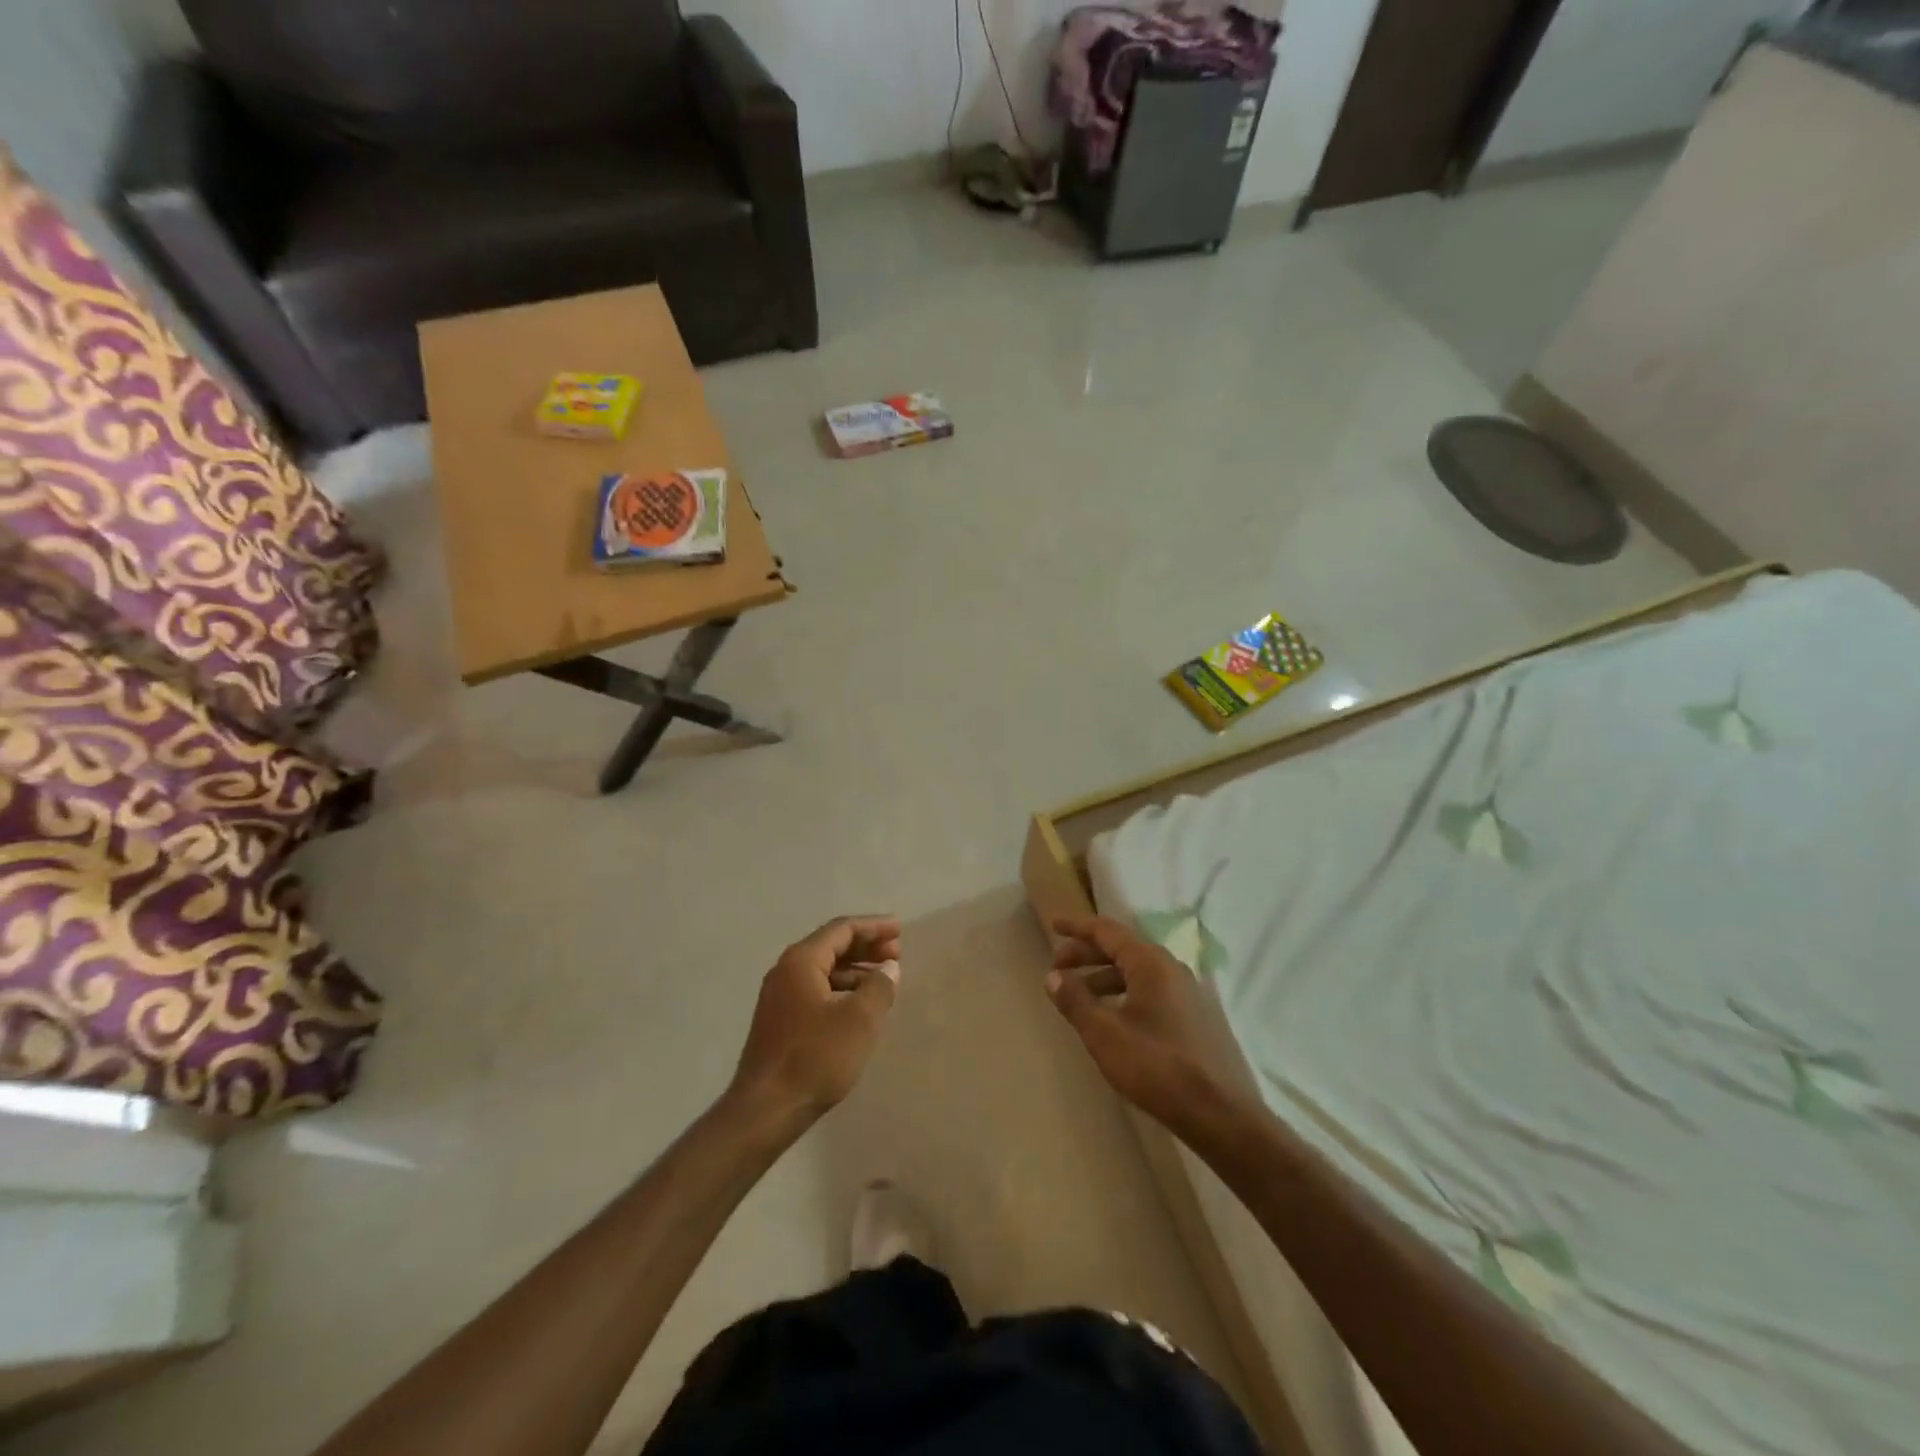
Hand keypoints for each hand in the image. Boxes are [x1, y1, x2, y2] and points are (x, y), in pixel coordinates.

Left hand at [729, 916, 902, 1125]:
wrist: (765, 1110)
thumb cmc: (815, 1057)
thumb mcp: (859, 1020)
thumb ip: (879, 986)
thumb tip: (888, 968)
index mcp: (801, 961)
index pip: (842, 929)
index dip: (874, 926)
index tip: (900, 929)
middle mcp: (786, 970)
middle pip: (831, 945)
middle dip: (866, 946)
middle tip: (896, 953)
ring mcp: (779, 996)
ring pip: (824, 969)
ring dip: (855, 969)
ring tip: (884, 979)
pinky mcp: (780, 1020)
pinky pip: (816, 989)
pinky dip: (842, 988)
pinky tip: (859, 1005)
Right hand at [1046, 915, 1243, 1139]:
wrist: (1217, 1112)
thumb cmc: (1156, 1065)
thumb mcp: (1104, 1033)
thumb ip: (1075, 1000)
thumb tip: (1052, 976)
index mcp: (1150, 962)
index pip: (1107, 931)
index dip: (1077, 927)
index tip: (1054, 925)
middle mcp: (1170, 968)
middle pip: (1121, 948)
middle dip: (1086, 954)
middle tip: (1057, 968)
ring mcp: (1185, 992)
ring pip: (1135, 971)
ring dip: (1103, 976)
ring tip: (1078, 996)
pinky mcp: (1191, 1015)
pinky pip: (1149, 989)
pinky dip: (1123, 992)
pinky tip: (1110, 1017)